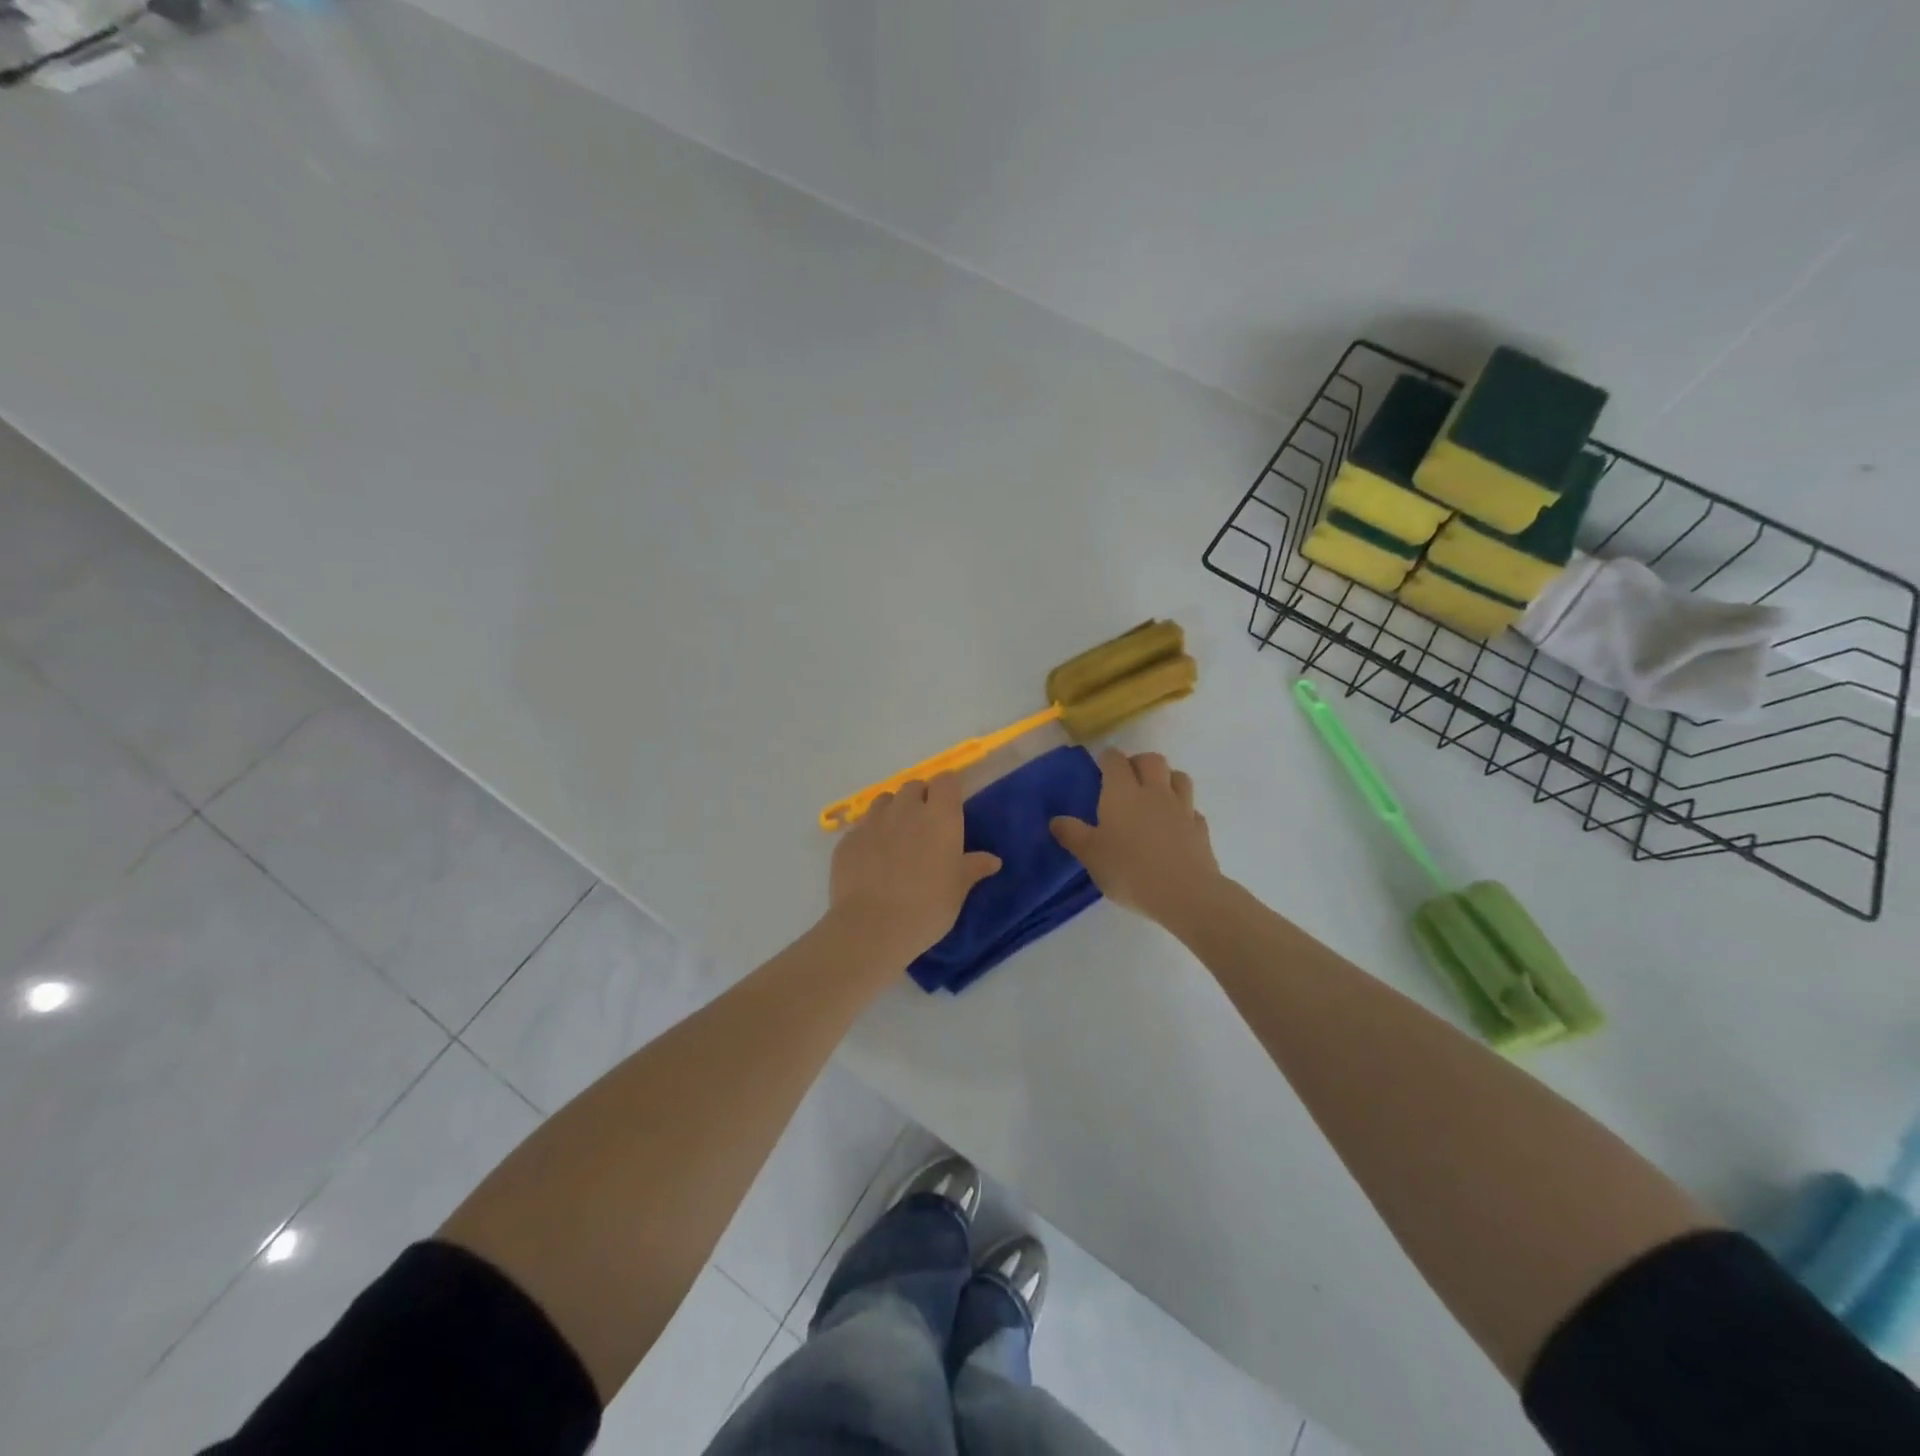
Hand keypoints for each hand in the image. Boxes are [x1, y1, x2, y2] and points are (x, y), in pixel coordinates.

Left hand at [829, 776, 1000, 960]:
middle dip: (920, 799)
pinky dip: (869, 836)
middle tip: (925, 828)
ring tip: (896, 840)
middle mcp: (905, 808)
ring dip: (893, 812)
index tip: (951, 807)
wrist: (871, 927)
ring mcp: (872, 821)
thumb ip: (973, 867)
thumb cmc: (927, 907)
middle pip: (913, 786)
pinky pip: (862, 827)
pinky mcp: (847, 838)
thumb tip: (992, 860)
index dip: (948, 790)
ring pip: (885, 801)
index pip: (946, 780)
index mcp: (940, 816)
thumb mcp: (958, 889)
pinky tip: (871, 861)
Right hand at [1050, 748, 1221, 926]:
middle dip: (1139, 761)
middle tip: (1128, 777)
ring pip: (1179, 777)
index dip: (1108, 758)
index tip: (1102, 764)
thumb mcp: (1090, 855)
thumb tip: (1056, 820)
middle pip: (1152, 760)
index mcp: (1122, 793)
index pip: (1115, 760)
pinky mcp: (1200, 829)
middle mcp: (1154, 792)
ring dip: (1166, 778)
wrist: (1184, 893)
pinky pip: (1192, 809)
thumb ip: (1072, 834)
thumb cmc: (1128, 870)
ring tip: (1155, 793)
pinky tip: (1176, 824)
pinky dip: (1183, 810)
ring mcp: (1181, 809)